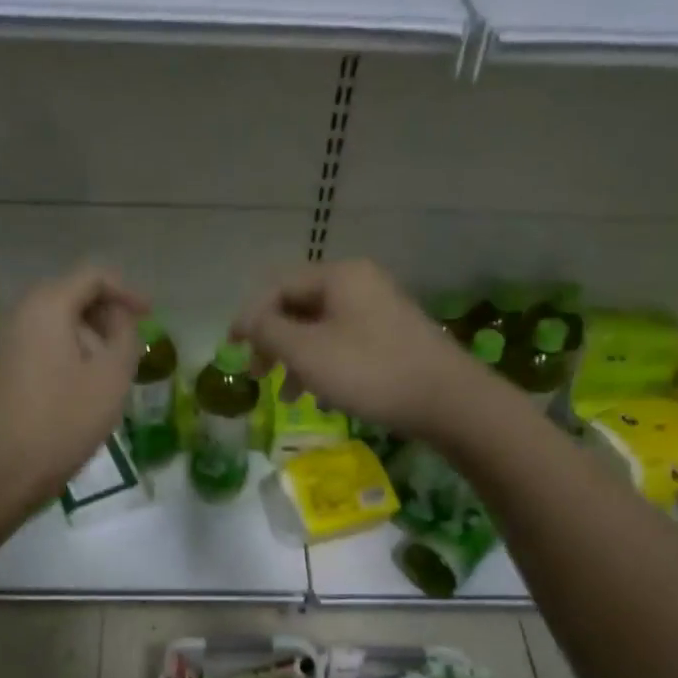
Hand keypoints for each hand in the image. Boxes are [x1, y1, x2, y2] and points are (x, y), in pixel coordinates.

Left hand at [0, 266, 147, 512]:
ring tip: (101, 372)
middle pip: (65, 296)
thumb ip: (125, 336)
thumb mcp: (111, 379)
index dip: (126, 290)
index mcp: (44, 307)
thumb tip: (118, 319)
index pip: (91, 276)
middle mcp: (12, 314)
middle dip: (101, 315)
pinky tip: (68, 389)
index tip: (148, 315)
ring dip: (79, 337)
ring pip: (45, 324)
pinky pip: (28, 347)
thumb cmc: (62, 424)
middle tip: (126, 344)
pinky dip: (55, 354)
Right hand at [231, 260, 479, 438]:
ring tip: (286, 396)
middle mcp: (360, 284)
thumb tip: (246, 320)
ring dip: (296, 359)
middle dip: (273, 340)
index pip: (278, 287)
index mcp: (339, 276)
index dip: (249, 316)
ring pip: (320, 328)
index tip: (230, 348)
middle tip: (257, 373)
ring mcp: (379, 310)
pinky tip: (319, 396)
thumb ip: (268, 331)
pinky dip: (323, 365)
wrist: (447, 401)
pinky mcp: (391, 337)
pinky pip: (343, 343)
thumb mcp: (307, 352)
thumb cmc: (370, 371)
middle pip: (299, 305)